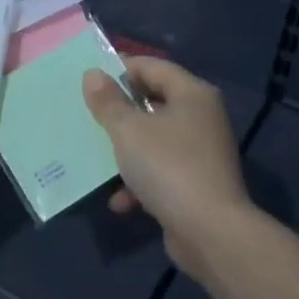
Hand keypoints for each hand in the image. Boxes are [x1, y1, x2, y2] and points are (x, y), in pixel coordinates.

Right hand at [83, 56, 255, 285]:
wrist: (210, 232)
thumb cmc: (167, 166)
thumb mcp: (128, 130)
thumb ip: (108, 101)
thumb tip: (93, 75)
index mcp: (192, 94)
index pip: (153, 66)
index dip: (120, 68)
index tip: (90, 78)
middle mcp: (202, 117)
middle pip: (154, 102)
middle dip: (120, 112)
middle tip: (89, 115)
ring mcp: (202, 152)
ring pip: (155, 140)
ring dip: (127, 151)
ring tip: (98, 158)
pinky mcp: (197, 184)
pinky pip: (162, 172)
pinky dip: (140, 182)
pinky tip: (120, 201)